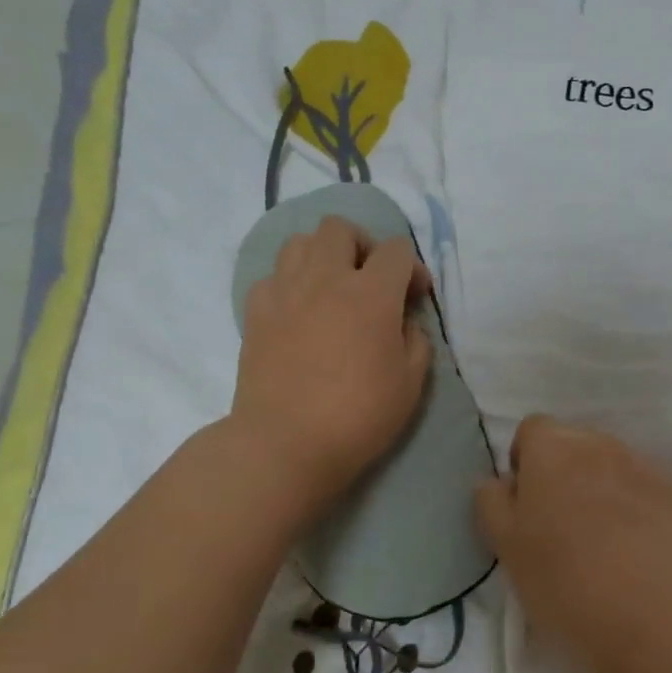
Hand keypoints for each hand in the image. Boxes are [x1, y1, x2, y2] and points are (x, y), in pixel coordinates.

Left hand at [231, 215, 432, 520]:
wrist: (285, 444)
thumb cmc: (358, 416)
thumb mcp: (411, 384)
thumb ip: (416, 341)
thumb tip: (404, 323)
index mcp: (370, 294)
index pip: (396, 250)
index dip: (412, 268)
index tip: (414, 297)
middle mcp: (325, 279)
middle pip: (340, 228)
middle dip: (362, 245)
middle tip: (370, 279)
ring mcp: (284, 292)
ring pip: (299, 242)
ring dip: (322, 256)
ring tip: (331, 288)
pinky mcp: (255, 313)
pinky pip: (271, 277)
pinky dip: (289, 284)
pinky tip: (299, 311)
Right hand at [475, 416, 671, 672]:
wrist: (659, 616)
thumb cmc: (567, 582)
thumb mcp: (508, 549)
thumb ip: (493, 504)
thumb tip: (498, 481)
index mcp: (553, 450)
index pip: (533, 429)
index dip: (525, 461)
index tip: (526, 503)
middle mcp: (600, 445)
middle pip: (574, 444)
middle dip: (563, 472)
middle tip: (560, 525)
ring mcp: (645, 466)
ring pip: (612, 465)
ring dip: (601, 488)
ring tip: (603, 541)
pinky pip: (646, 489)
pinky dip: (637, 507)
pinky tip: (638, 550)